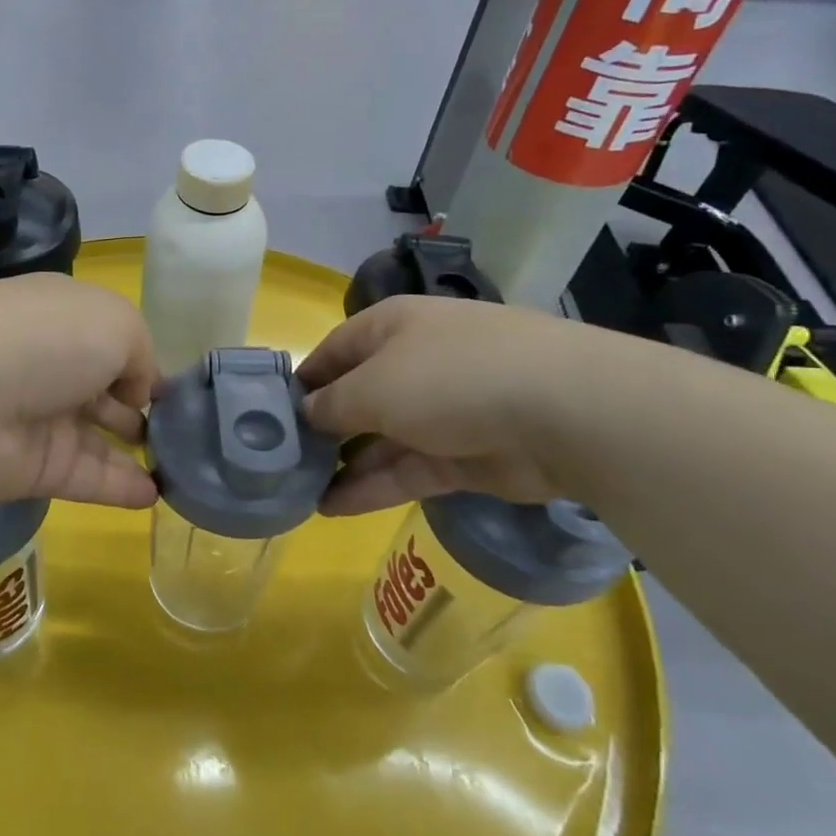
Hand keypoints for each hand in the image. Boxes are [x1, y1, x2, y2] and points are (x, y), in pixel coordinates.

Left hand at [0, 274, 158, 509]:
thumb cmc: (47, 341)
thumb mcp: (117, 324)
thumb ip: (141, 355)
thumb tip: (139, 392)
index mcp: (65, 319)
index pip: (109, 340)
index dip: (141, 363)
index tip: (172, 390)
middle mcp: (51, 366)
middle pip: (102, 390)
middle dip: (137, 407)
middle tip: (177, 432)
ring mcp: (40, 419)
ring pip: (97, 438)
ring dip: (135, 451)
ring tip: (178, 467)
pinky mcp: (33, 468)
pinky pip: (86, 477)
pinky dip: (121, 486)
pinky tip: (154, 494)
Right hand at [296, 295, 587, 513]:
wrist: (563, 412)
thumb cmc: (449, 377)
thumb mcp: (373, 387)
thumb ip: (331, 405)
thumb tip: (306, 413)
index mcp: (393, 328)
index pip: (335, 350)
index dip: (304, 379)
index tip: (271, 412)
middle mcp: (416, 363)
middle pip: (358, 396)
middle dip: (323, 428)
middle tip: (282, 460)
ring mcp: (445, 411)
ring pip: (381, 439)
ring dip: (343, 464)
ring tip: (299, 491)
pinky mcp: (466, 456)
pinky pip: (407, 470)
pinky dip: (372, 487)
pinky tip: (331, 508)